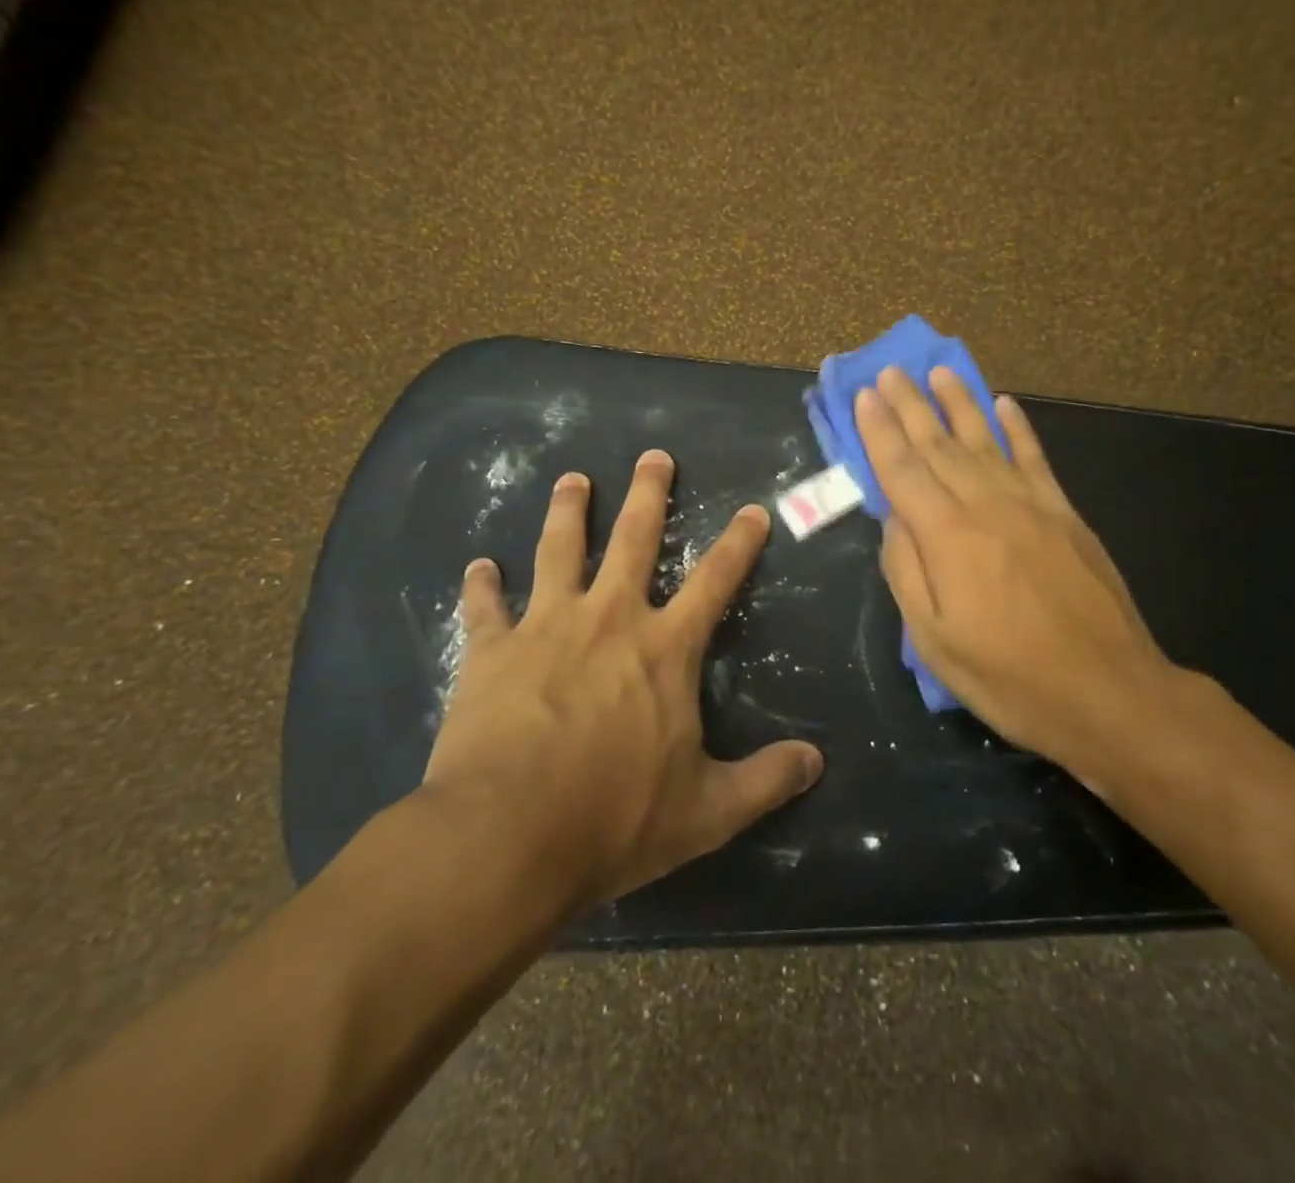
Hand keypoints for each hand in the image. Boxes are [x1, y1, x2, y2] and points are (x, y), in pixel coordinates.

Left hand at [418, 451, 824, 912]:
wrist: (506, 837)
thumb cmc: (615, 819)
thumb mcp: (707, 811)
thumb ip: (765, 781)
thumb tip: (817, 762)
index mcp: (665, 649)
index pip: (715, 581)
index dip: (738, 544)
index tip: (752, 510)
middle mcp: (609, 619)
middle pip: (633, 540)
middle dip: (648, 495)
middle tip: (653, 457)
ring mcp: (546, 627)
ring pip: (559, 551)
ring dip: (568, 512)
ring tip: (572, 480)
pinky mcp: (491, 651)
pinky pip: (485, 608)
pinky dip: (482, 586)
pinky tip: (478, 566)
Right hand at [855, 367, 1213, 786]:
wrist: (1109, 692)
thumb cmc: (1009, 678)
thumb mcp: (934, 641)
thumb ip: (906, 572)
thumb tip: (892, 519)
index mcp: (947, 537)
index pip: (902, 470)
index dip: (879, 431)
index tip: (864, 395)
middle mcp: (986, 506)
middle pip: (938, 445)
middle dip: (909, 405)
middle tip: (889, 371)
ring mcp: (1031, 505)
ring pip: (985, 440)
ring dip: (959, 402)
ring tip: (939, 371)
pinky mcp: (1065, 514)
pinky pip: (1035, 458)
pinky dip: (1017, 429)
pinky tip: (1004, 405)